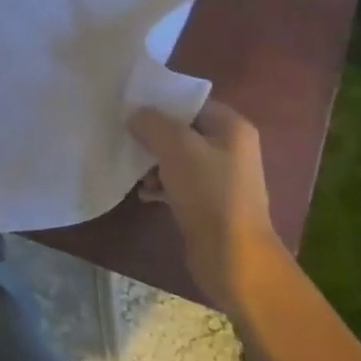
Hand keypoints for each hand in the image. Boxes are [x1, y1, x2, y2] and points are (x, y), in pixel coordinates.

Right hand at [130, 99, 280, 310]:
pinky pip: (180, 184)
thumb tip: (135, 113)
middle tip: (127, 138)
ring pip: (178, 158)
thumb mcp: (176, 147)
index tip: (131, 107)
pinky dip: (162, 185)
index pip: (191, 103)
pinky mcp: (210, 204)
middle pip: (183, 130)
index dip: (161, 103)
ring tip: (136, 173)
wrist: (233, 257)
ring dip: (154, 164)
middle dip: (153, 135)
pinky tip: (146, 195)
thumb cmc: (208, 192)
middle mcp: (230, 148)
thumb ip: (152, 123)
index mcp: (231, 127)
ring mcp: (221, 178)